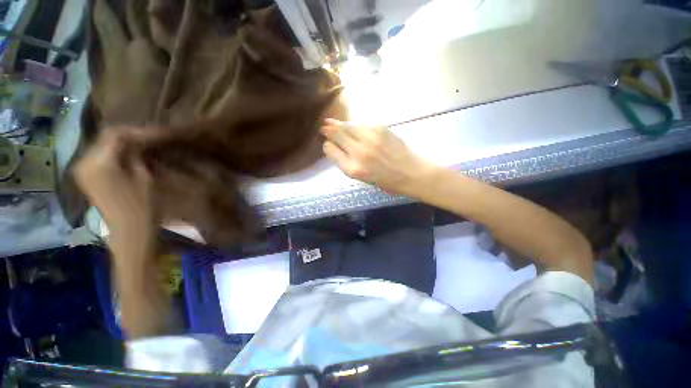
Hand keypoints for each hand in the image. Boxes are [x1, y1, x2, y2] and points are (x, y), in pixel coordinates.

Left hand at [74, 129, 154, 247]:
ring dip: (122, 142)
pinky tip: (129, 153)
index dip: (137, 130)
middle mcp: (84, 161)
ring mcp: (82, 169)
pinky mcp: (85, 176)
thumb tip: (138, 142)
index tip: (157, 132)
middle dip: (129, 134)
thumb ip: (137, 155)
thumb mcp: (143, 176)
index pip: (115, 134)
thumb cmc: (141, 205)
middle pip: (106, 137)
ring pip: (102, 145)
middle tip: (150, 136)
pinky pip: (99, 155)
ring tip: (142, 142)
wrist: (128, 230)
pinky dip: (114, 151)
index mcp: (99, 162)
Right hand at [321, 119, 433, 194]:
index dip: (327, 145)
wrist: (412, 172)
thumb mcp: (362, 179)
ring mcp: (369, 137)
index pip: (329, 150)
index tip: (328, 144)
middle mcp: (358, 152)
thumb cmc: (387, 181)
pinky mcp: (379, 128)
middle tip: (324, 126)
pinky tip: (356, 128)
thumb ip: (347, 163)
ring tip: (333, 122)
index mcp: (352, 169)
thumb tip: (337, 147)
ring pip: (346, 125)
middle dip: (327, 129)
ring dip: (339, 124)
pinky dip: (355, 125)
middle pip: (335, 133)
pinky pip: (361, 124)